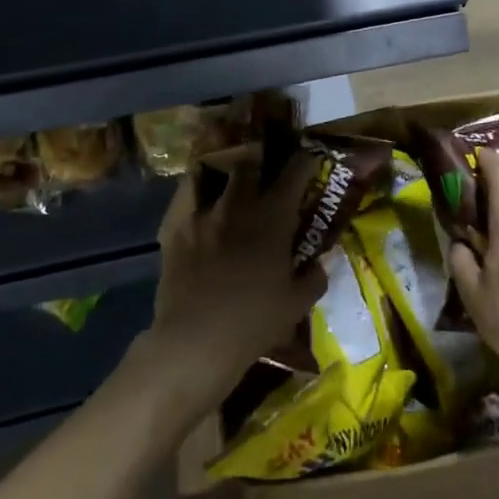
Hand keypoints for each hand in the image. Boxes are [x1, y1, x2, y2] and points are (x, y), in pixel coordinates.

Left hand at [142, 150, 327, 414]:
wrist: (196, 339)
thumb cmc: (253, 322)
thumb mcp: (296, 305)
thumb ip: (315, 278)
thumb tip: (323, 261)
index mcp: (273, 217)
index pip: (294, 172)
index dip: (304, 162)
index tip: (309, 159)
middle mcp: (240, 203)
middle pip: (252, 164)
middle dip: (262, 163)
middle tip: (267, 173)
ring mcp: (204, 211)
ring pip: (218, 175)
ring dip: (230, 175)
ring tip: (233, 181)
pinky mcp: (175, 225)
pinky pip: (185, 192)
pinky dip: (195, 188)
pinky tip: (199, 195)